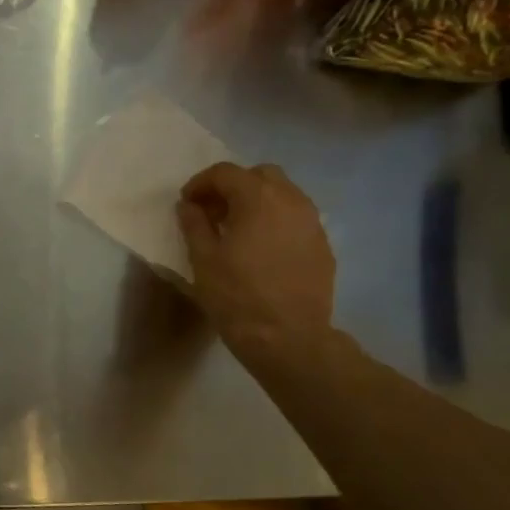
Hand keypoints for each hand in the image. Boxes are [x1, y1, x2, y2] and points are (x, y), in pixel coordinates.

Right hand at [177, 162, 334, 368]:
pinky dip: (275, 221)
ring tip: (237, 229)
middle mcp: (291, 201)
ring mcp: (312, 222)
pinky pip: (296, 218)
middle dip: (234, 186)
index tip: (186, 203)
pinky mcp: (322, 245)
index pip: (226, 173)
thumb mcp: (203, 259)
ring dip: (257, 202)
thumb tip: (189, 205)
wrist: (288, 337)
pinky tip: (261, 248)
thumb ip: (194, 224)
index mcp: (258, 199)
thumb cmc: (236, 295)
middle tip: (213, 212)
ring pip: (284, 194)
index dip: (201, 183)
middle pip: (261, 175)